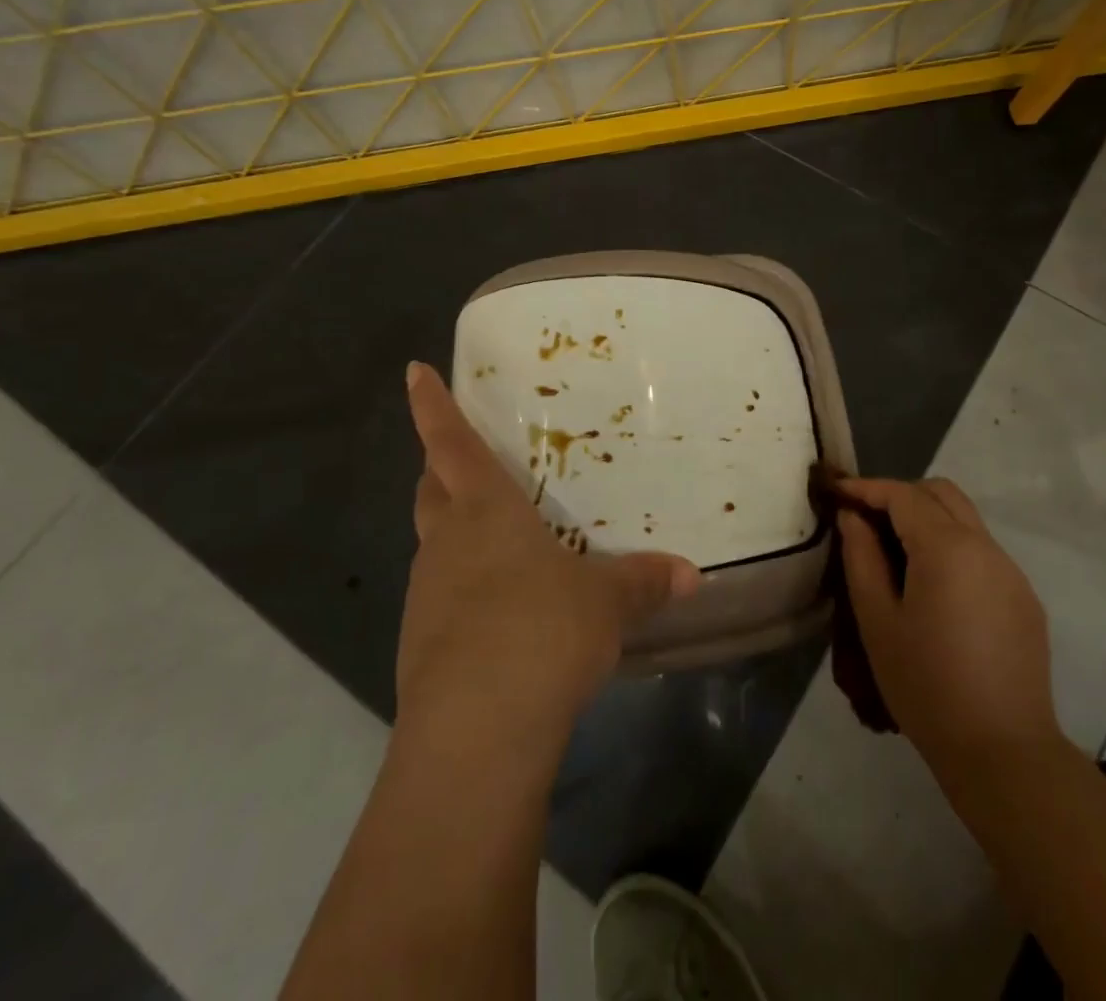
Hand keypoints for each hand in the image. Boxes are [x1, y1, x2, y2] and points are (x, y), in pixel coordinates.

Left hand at [396, 362, 699, 752]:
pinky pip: (440, 598)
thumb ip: (645, 581)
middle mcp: (447, 543)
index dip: (431, 406)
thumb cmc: (542, 632)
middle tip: (463, 462)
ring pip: (434, 545)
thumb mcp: (607, 602)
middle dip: (439, 469)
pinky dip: (462, 590)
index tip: (414, 372)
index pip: (451, 444)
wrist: (476, 732)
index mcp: (484, 512)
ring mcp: (426, 595)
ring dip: (453, 533)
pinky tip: (498, 614)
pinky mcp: (419, 646)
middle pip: (431, 491)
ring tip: (495, 541)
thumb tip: (691, 575)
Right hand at [837, 477, 1062, 780]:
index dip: (866, 487)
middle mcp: (985, 546)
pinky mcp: (1024, 598)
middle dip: (900, 495)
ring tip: (896, 553)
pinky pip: (983, 552)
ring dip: (928, 520)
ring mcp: (1011, 572)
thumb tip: (853, 517)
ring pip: (965, 519)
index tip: (837, 492)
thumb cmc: (926, 685)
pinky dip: (952, 548)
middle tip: (866, 520)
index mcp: (947, 547)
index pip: (903, 494)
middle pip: (941, 493)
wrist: (1003, 752)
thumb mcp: (877, 620)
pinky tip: (934, 589)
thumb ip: (861, 556)